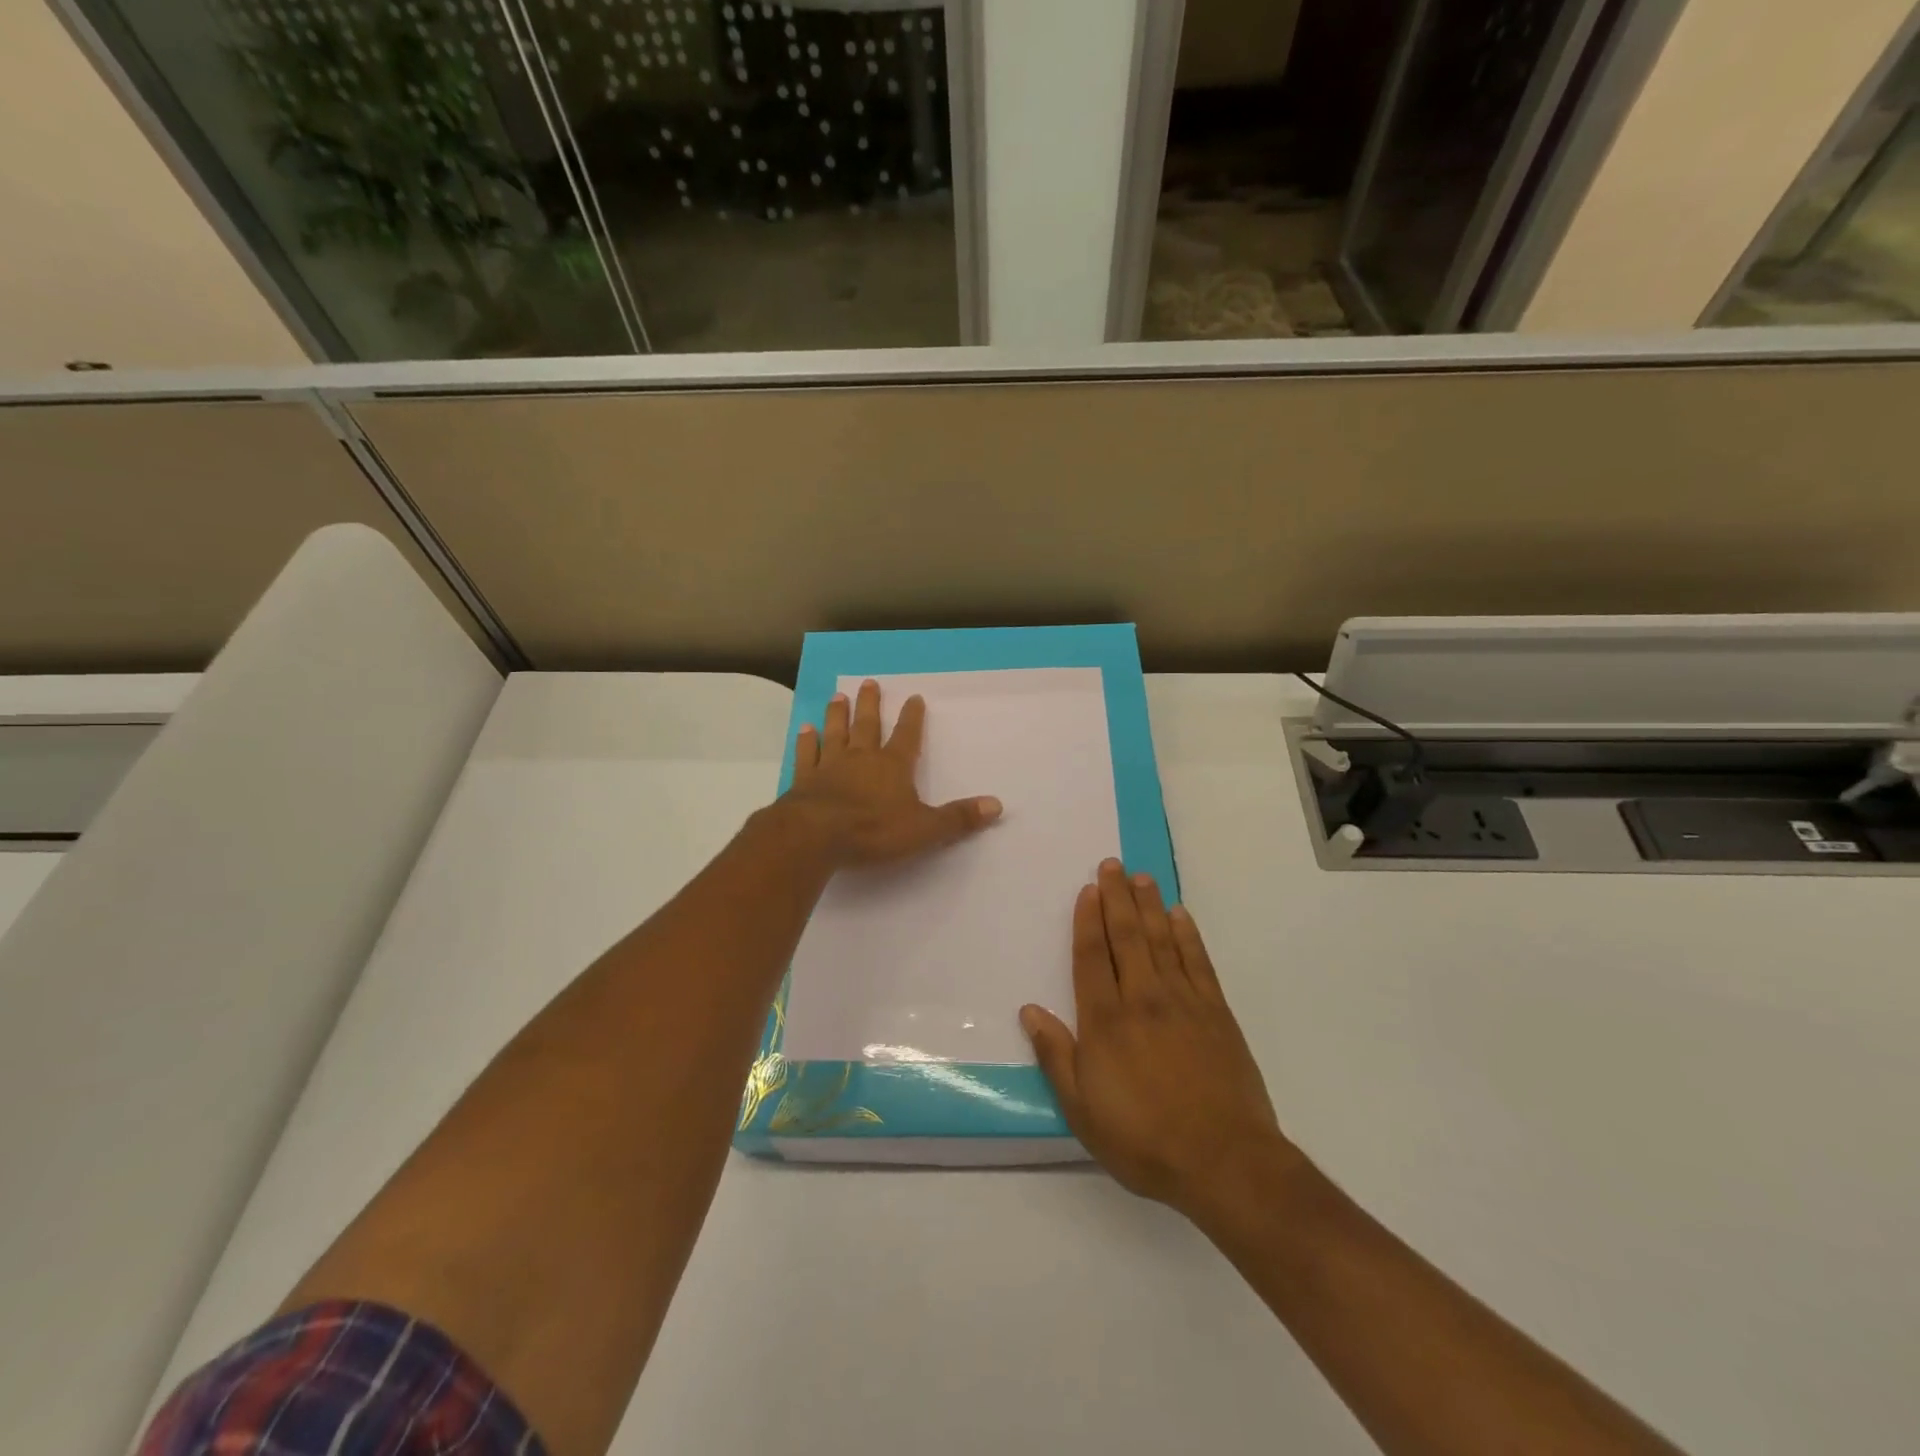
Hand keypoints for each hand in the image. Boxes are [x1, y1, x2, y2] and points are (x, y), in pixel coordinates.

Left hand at [784, 678, 1002, 867]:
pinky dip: (806, 741)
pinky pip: (806, 755)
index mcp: (892, 766)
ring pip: (835, 733)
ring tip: (839, 696)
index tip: (914, 697)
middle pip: (867, 725)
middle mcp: (861, 758)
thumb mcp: (924, 829)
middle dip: (871, 704)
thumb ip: (958, 818)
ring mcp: (830, 766)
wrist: (816, 835)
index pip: (907, 736)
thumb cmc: (873, 830)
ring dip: (838, 714)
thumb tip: (997, 805)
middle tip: (869, 682)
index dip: (912, 717)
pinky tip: (804, 729)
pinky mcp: (804, 780)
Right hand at [1021, 861, 1292, 1217]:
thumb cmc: (1143, 1139)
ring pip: (1162, 940)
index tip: (1088, 889)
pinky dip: (1188, 935)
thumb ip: (1056, 1056)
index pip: (1093, 957)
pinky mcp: (1216, 1013)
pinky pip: (1198, 962)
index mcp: (1106, 1021)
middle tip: (1112, 864)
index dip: (1088, 920)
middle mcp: (1143, 998)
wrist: (1224, 1161)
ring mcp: (1183, 1002)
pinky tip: (1180, 915)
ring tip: (1141, 877)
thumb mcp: (1082, 1110)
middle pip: (1127, 937)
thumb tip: (1030, 1011)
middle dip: (1117, 898)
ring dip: (1150, 905)